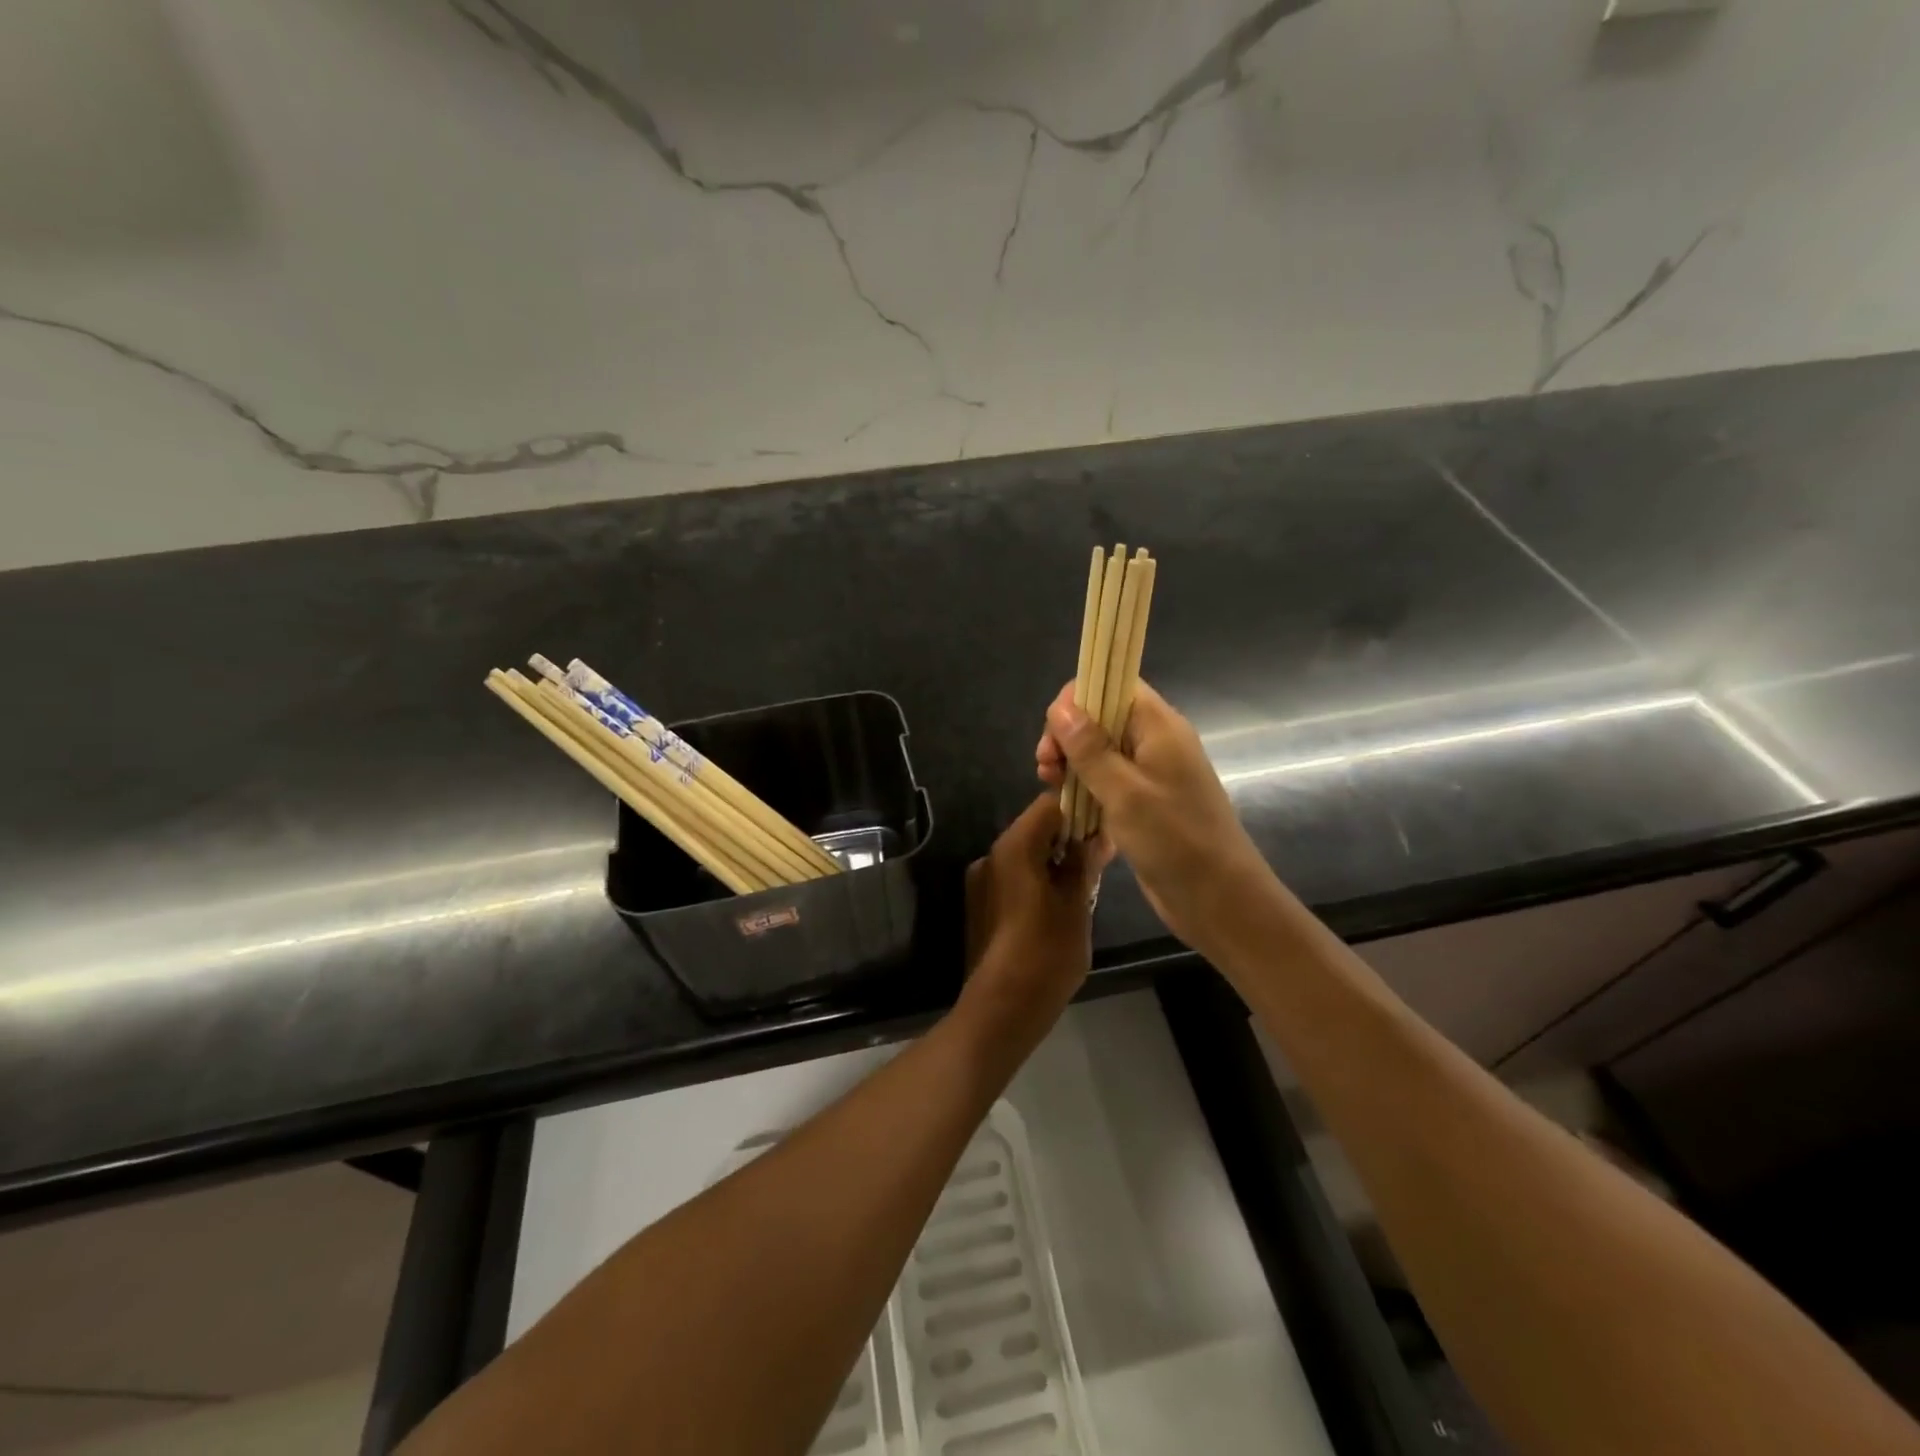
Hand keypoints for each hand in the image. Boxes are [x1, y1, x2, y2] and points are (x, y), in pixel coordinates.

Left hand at [962, 792, 1109, 1030]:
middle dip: (1068, 837)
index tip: (1105, 826)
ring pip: (1024, 854)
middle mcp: (991, 855)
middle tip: (1101, 859)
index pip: (1048, 805)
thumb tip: (1094, 836)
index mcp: (1014, 847)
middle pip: (1034, 828)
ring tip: (1084, 884)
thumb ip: (1083, 864)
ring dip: (1053, 860)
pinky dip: (1036, 879)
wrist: (1001, 1008)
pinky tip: (1059, 905)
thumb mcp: (1076, 905)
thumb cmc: (1045, 953)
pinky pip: (1013, 877)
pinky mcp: (980, 903)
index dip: (1079, 809)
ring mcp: (981, 880)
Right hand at [1036, 679, 1267, 951]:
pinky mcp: (1144, 802)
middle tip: (1046, 768)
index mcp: (1159, 727)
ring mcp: (1149, 773)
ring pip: (1100, 750)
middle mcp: (1155, 742)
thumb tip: (1060, 706)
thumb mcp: (1125, 792)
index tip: (1054, 735)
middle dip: (1067, 735)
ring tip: (1051, 787)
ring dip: (1071, 763)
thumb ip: (1090, 748)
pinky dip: (1084, 786)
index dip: (1077, 699)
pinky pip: (1106, 779)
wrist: (1218, 899)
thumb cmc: (1174, 840)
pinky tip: (1067, 805)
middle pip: (1101, 716)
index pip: (1113, 684)